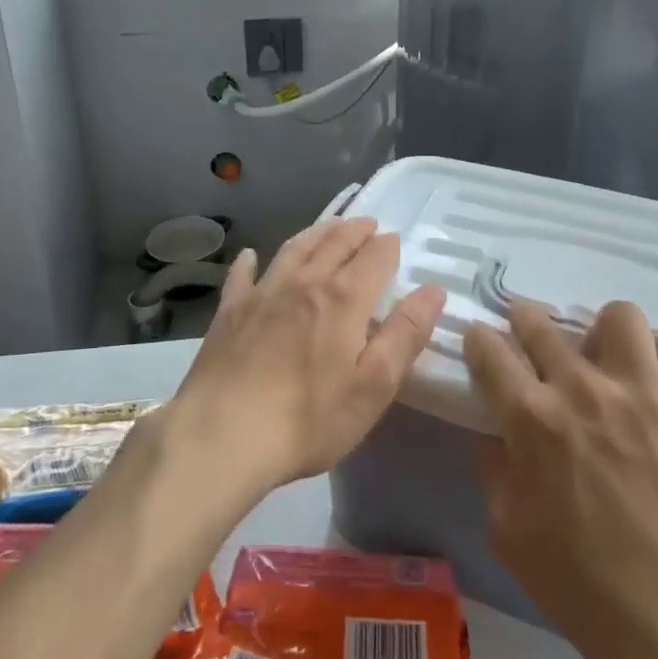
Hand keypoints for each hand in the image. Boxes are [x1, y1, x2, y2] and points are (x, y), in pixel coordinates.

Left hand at [170, 218, 446, 494]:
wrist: (223, 435)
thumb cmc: (309, 419)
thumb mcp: (374, 386)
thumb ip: (406, 334)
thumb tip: (434, 290)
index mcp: (342, 299)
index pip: (373, 257)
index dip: (387, 246)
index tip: (395, 241)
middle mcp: (304, 282)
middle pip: (334, 243)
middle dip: (355, 230)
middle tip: (367, 223)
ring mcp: (262, 293)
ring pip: (294, 249)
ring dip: (315, 232)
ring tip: (329, 226)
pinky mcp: (230, 311)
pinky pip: (242, 276)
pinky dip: (250, 261)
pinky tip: (252, 256)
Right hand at [465, 301, 657, 658]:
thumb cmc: (591, 593)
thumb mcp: (511, 539)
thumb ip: (495, 473)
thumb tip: (497, 435)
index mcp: (532, 420)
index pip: (489, 351)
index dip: (479, 340)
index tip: (482, 344)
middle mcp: (583, 389)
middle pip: (541, 323)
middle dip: (525, 321)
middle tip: (531, 337)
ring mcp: (646, 392)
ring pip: (616, 316)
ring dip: (599, 331)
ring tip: (603, 358)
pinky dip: (657, 358)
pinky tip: (654, 384)